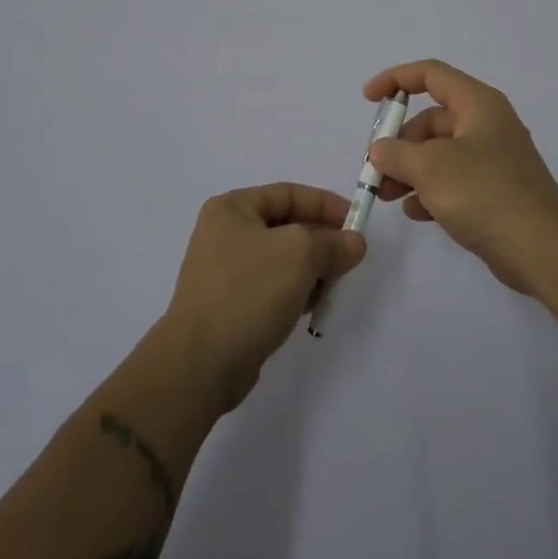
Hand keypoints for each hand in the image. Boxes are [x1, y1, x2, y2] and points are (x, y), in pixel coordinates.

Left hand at [162, 184, 366, 410]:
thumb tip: (354, 243)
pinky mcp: (230, 305)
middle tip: (350, 259)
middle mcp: (225, 234)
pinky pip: (272, 287)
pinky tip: (309, 308)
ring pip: (282, 260)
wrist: (200, 363)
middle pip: (287, 227)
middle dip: (321, 241)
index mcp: (232, 208)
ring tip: (331, 288)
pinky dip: (294, 292)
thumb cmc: (249, 292)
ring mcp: (225, 271)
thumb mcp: (299, 254)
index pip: (289, 194)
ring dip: (311, 270)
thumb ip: (331, 243)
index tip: (357, 222)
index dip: (326, 205)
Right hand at [364, 60, 557, 296]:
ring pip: (439, 154)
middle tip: (376, 169)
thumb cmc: (485, 193)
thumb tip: (380, 150)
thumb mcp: (430, 168)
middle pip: (431, 120)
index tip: (368, 98)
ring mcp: (493, 159)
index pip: (430, 74)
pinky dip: (431, 191)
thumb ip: (396, 153)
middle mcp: (487, 124)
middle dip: (399, 142)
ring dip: (409, 170)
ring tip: (387, 196)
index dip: (396, 79)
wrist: (543, 249)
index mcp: (477, 104)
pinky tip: (415, 212)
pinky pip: (453, 181)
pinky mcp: (494, 191)